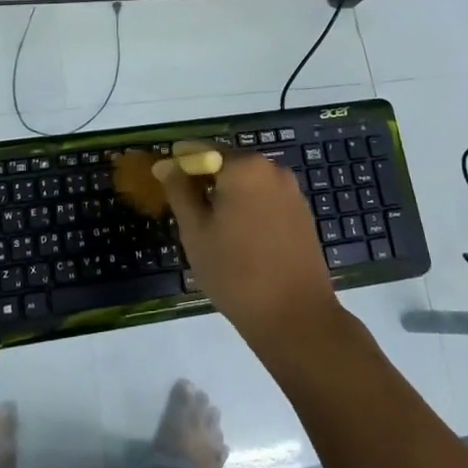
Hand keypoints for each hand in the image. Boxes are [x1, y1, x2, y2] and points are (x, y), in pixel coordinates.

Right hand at [155, 142, 339, 353]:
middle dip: (205, 179)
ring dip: (227, 195)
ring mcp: (291, 191)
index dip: (181, 162)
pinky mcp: (302, 214)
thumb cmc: (236, 272)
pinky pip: (266, 199)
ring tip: (210, 226)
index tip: (164, 177)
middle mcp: (271, 169)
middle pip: (228, 163)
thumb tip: (166, 165)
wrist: (296, 317)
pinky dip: (248, 207)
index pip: (203, 150)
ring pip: (248, 183)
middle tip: (184, 207)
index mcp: (244, 167)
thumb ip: (179, 191)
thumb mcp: (195, 232)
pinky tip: (239, 236)